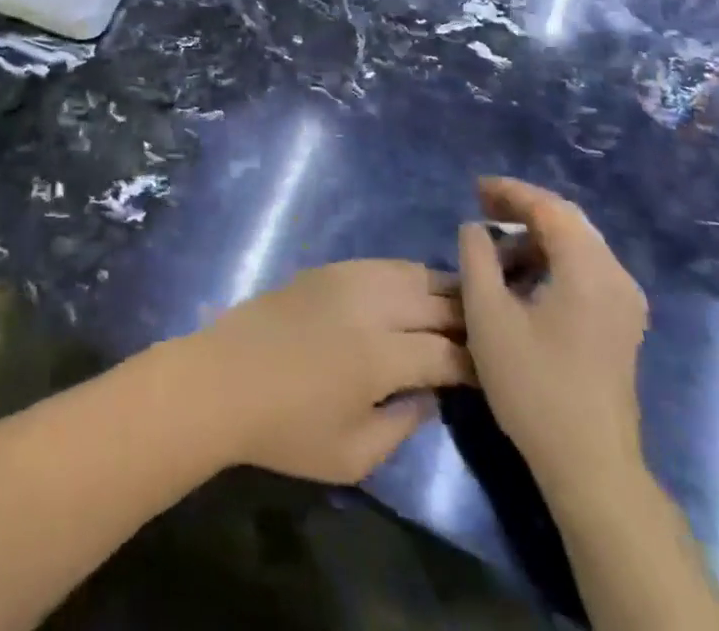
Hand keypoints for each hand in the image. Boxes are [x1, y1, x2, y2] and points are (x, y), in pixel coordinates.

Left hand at [179, 261, 470, 484]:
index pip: (446, 351)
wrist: (223, 379)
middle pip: (436, 301)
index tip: (494, 372)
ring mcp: (346, 279)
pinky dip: (408, 274)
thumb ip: (402, 425)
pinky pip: (382, 263)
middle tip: (491, 331)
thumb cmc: (286, 429)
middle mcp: (370, 306)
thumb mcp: (352, 455)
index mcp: (380, 356)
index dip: (476, 362)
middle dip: (469, 316)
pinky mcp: (327, 268)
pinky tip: (415, 288)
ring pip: (411, 271)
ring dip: (442, 287)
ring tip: (463, 304)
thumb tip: (429, 393)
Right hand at [458, 178, 647, 489]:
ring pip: (578, 245)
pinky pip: (586, 268)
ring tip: (495, 242)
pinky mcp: (621, 324)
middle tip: (482, 205)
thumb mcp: (487, 315)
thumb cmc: (533, 385)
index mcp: (588, 269)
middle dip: (524, 207)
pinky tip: (523, 274)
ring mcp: (624, 302)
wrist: (591, 466)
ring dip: (537, 235)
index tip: (475, 188)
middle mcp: (616, 277)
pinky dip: (552, 258)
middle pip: (569, 220)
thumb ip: (476, 257)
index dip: (510, 192)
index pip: (549, 208)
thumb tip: (476, 228)